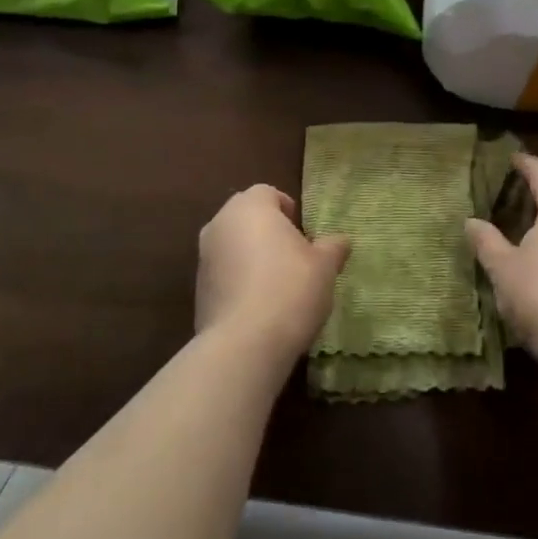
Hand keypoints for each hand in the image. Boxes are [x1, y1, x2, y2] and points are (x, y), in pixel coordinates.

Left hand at [196, 185, 349, 366]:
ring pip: (233, 246)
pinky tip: (259, 308)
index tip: (304, 236)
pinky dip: (238, 282)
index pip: (269, 193)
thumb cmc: (290, 288)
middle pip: (247, 217)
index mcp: (250, 206)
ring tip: (277, 286)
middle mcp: (220, 223)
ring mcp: (204, 257)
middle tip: (293, 257)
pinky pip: (223, 275)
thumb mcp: (324, 266)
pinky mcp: (197, 291)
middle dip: (267, 232)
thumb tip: (341, 241)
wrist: (243, 345)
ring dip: (251, 257)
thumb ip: (333, 247)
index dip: (288, 211)